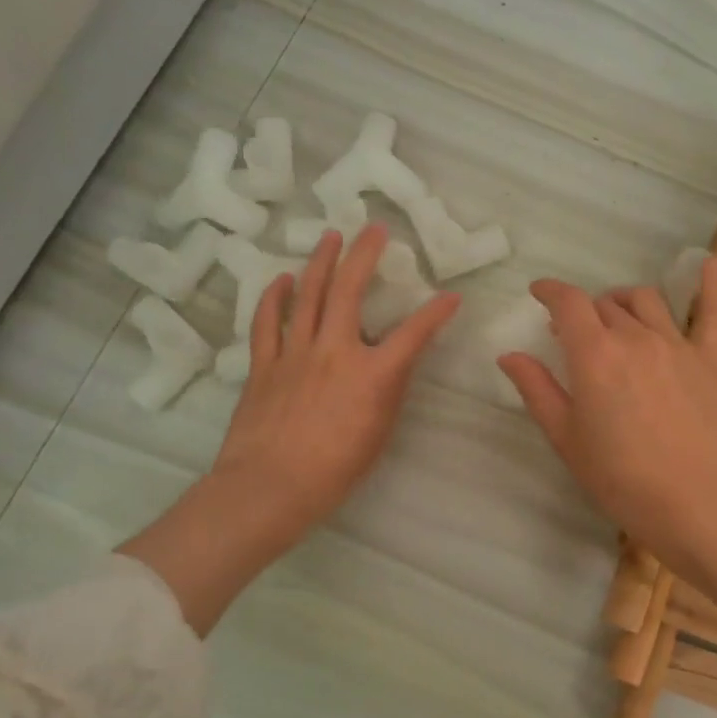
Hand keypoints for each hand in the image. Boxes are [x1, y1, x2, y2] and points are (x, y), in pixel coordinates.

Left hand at [121, 224, 457, 633]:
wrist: (270, 487)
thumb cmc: (335, 471)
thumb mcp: (379, 432)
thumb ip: (389, 389)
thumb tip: (396, 360)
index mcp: (372, 374)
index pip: (414, 333)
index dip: (436, 312)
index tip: (452, 297)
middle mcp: (335, 351)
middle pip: (349, 290)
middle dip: (365, 255)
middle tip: (374, 230)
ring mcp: (295, 353)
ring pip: (308, 295)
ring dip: (321, 262)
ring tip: (331, 237)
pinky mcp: (264, 363)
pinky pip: (268, 321)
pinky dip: (275, 297)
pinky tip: (283, 279)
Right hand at [498, 257, 716, 582]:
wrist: (693, 504)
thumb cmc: (619, 477)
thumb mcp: (566, 437)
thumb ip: (537, 389)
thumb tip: (509, 354)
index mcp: (594, 354)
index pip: (568, 303)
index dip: (550, 291)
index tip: (539, 293)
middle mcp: (635, 337)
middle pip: (605, 304)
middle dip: (584, 312)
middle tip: (574, 335)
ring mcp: (677, 345)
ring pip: (646, 301)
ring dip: (624, 302)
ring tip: (616, 317)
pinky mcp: (710, 360)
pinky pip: (712, 314)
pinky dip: (711, 285)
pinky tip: (709, 264)